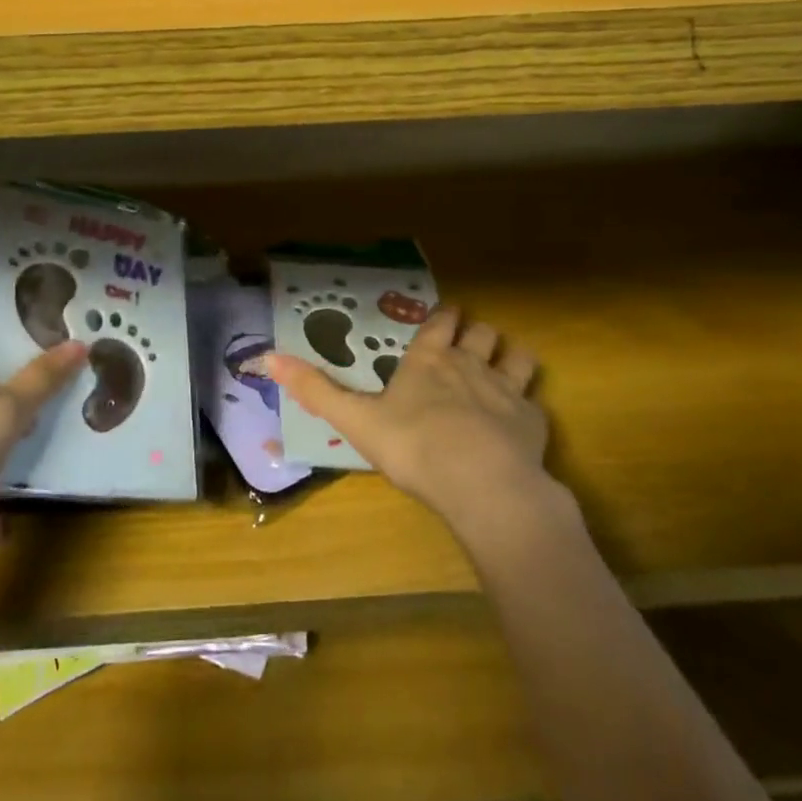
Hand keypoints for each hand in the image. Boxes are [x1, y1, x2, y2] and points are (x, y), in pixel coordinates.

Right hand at [251, 307, 554, 533]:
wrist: (482, 484)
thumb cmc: (413, 446)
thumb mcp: (355, 419)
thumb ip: (315, 390)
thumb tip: (266, 357)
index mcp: (429, 360)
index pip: (441, 322)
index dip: (443, 317)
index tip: (443, 316)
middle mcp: (470, 363)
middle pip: (481, 331)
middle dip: (476, 333)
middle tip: (469, 344)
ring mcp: (507, 390)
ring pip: (516, 356)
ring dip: (509, 356)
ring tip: (503, 367)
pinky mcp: (533, 421)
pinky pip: (535, 401)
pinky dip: (528, 405)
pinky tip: (520, 421)